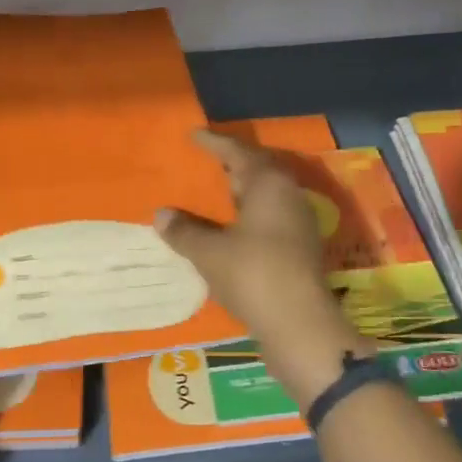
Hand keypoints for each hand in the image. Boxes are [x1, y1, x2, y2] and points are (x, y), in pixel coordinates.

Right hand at [155, 131, 371, 407]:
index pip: (237, 152)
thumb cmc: (253, 275)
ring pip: (265, 197)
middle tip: (204, 163)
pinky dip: (247, 217)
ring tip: (213, 195)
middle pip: (257, 171)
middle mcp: (288, 196)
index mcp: (269, 184)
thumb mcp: (209, 252)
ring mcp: (298, 223)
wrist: (300, 325)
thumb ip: (184, 231)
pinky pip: (269, 219)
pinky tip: (229, 230)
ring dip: (240, 193)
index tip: (193, 135)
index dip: (214, 143)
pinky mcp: (300, 249)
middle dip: (230, 166)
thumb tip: (161, 214)